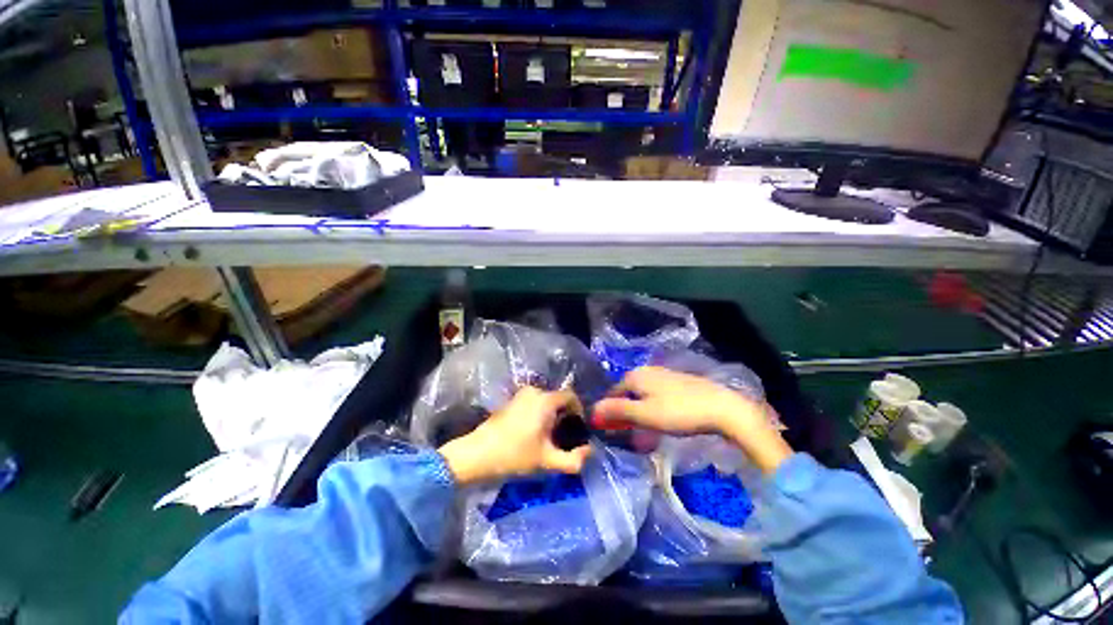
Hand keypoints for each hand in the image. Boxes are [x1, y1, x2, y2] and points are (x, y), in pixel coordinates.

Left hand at [438, 387, 592, 485]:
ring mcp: (520, 395)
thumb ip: (574, 460)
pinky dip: (540, 414)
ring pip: (546, 401)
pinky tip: (534, 434)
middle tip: (564, 437)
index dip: (579, 411)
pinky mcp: (511, 401)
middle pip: (558, 399)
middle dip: (565, 416)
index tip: (578, 429)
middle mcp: (534, 391)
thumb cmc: (515, 456)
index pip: (571, 396)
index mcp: (545, 400)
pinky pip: (534, 403)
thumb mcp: (548, 462)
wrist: (477, 455)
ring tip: (549, 438)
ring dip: (552, 416)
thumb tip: (590, 451)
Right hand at [593, 367, 792, 474]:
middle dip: (624, 412)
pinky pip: (655, 395)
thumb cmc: (679, 412)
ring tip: (644, 431)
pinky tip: (661, 419)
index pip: (611, 394)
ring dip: (638, 411)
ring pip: (641, 395)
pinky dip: (652, 407)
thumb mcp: (644, 414)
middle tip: (628, 433)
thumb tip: (592, 410)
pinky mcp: (677, 381)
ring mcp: (663, 374)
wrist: (722, 408)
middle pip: (626, 393)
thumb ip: (617, 411)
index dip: (608, 412)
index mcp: (635, 376)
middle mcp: (646, 370)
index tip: (610, 431)